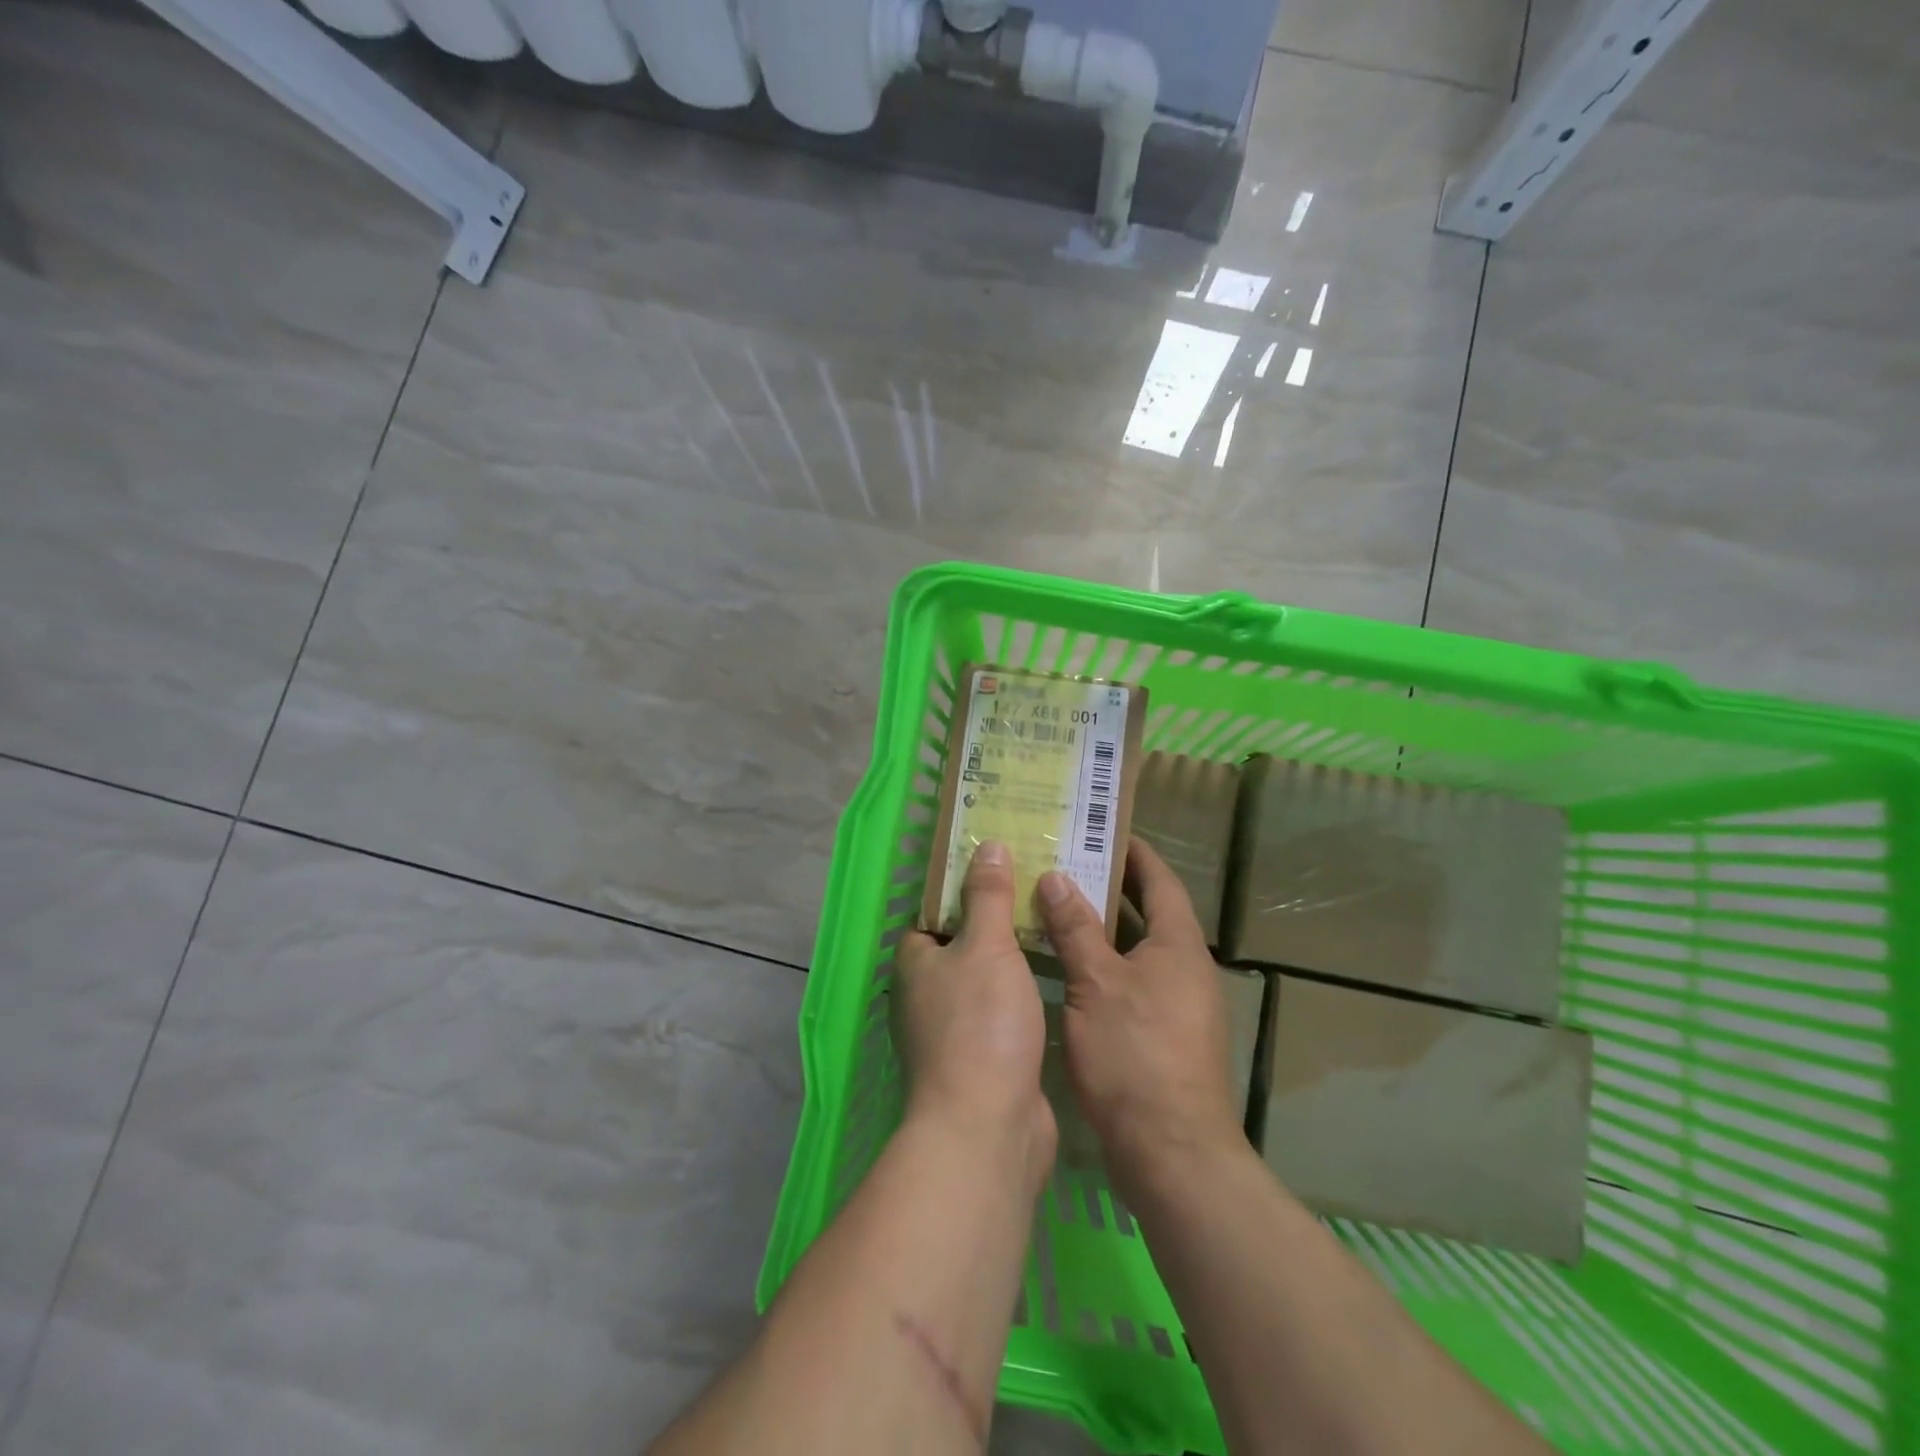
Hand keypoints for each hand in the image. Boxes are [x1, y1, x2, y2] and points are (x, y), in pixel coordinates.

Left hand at [894, 841, 1055, 1187]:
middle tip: (1038, 893)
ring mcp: (953, 1033)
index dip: (963, 891)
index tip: (1002, 869)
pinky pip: (1003, 1014)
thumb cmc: (981, 1023)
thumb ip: (987, 896)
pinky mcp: (983, 1063)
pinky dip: (1023, 997)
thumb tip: (985, 845)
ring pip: (985, 981)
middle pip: (962, 946)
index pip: (932, 915)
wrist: (989, 1127)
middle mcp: (926, 997)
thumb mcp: (986, 945)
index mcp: (915, 964)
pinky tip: (1056, 980)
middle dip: (995, 923)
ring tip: (1054, 927)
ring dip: (1013, 961)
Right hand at [1036, 839, 1241, 1188]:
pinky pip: (1129, 982)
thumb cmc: (1135, 1054)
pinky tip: (1063, 968)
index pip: (1160, 881)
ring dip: (1101, 929)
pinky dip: (1100, 965)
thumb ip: (1076, 928)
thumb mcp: (1096, 983)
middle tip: (1064, 863)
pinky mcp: (1160, 1036)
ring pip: (1134, 951)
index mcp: (1178, 946)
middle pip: (1148, 914)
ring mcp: (1175, 1005)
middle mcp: (1184, 969)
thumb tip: (1055, 877)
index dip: (1134, 853)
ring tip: (1054, 906)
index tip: (1103, 831)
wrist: (1172, 1152)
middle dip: (1110, 888)